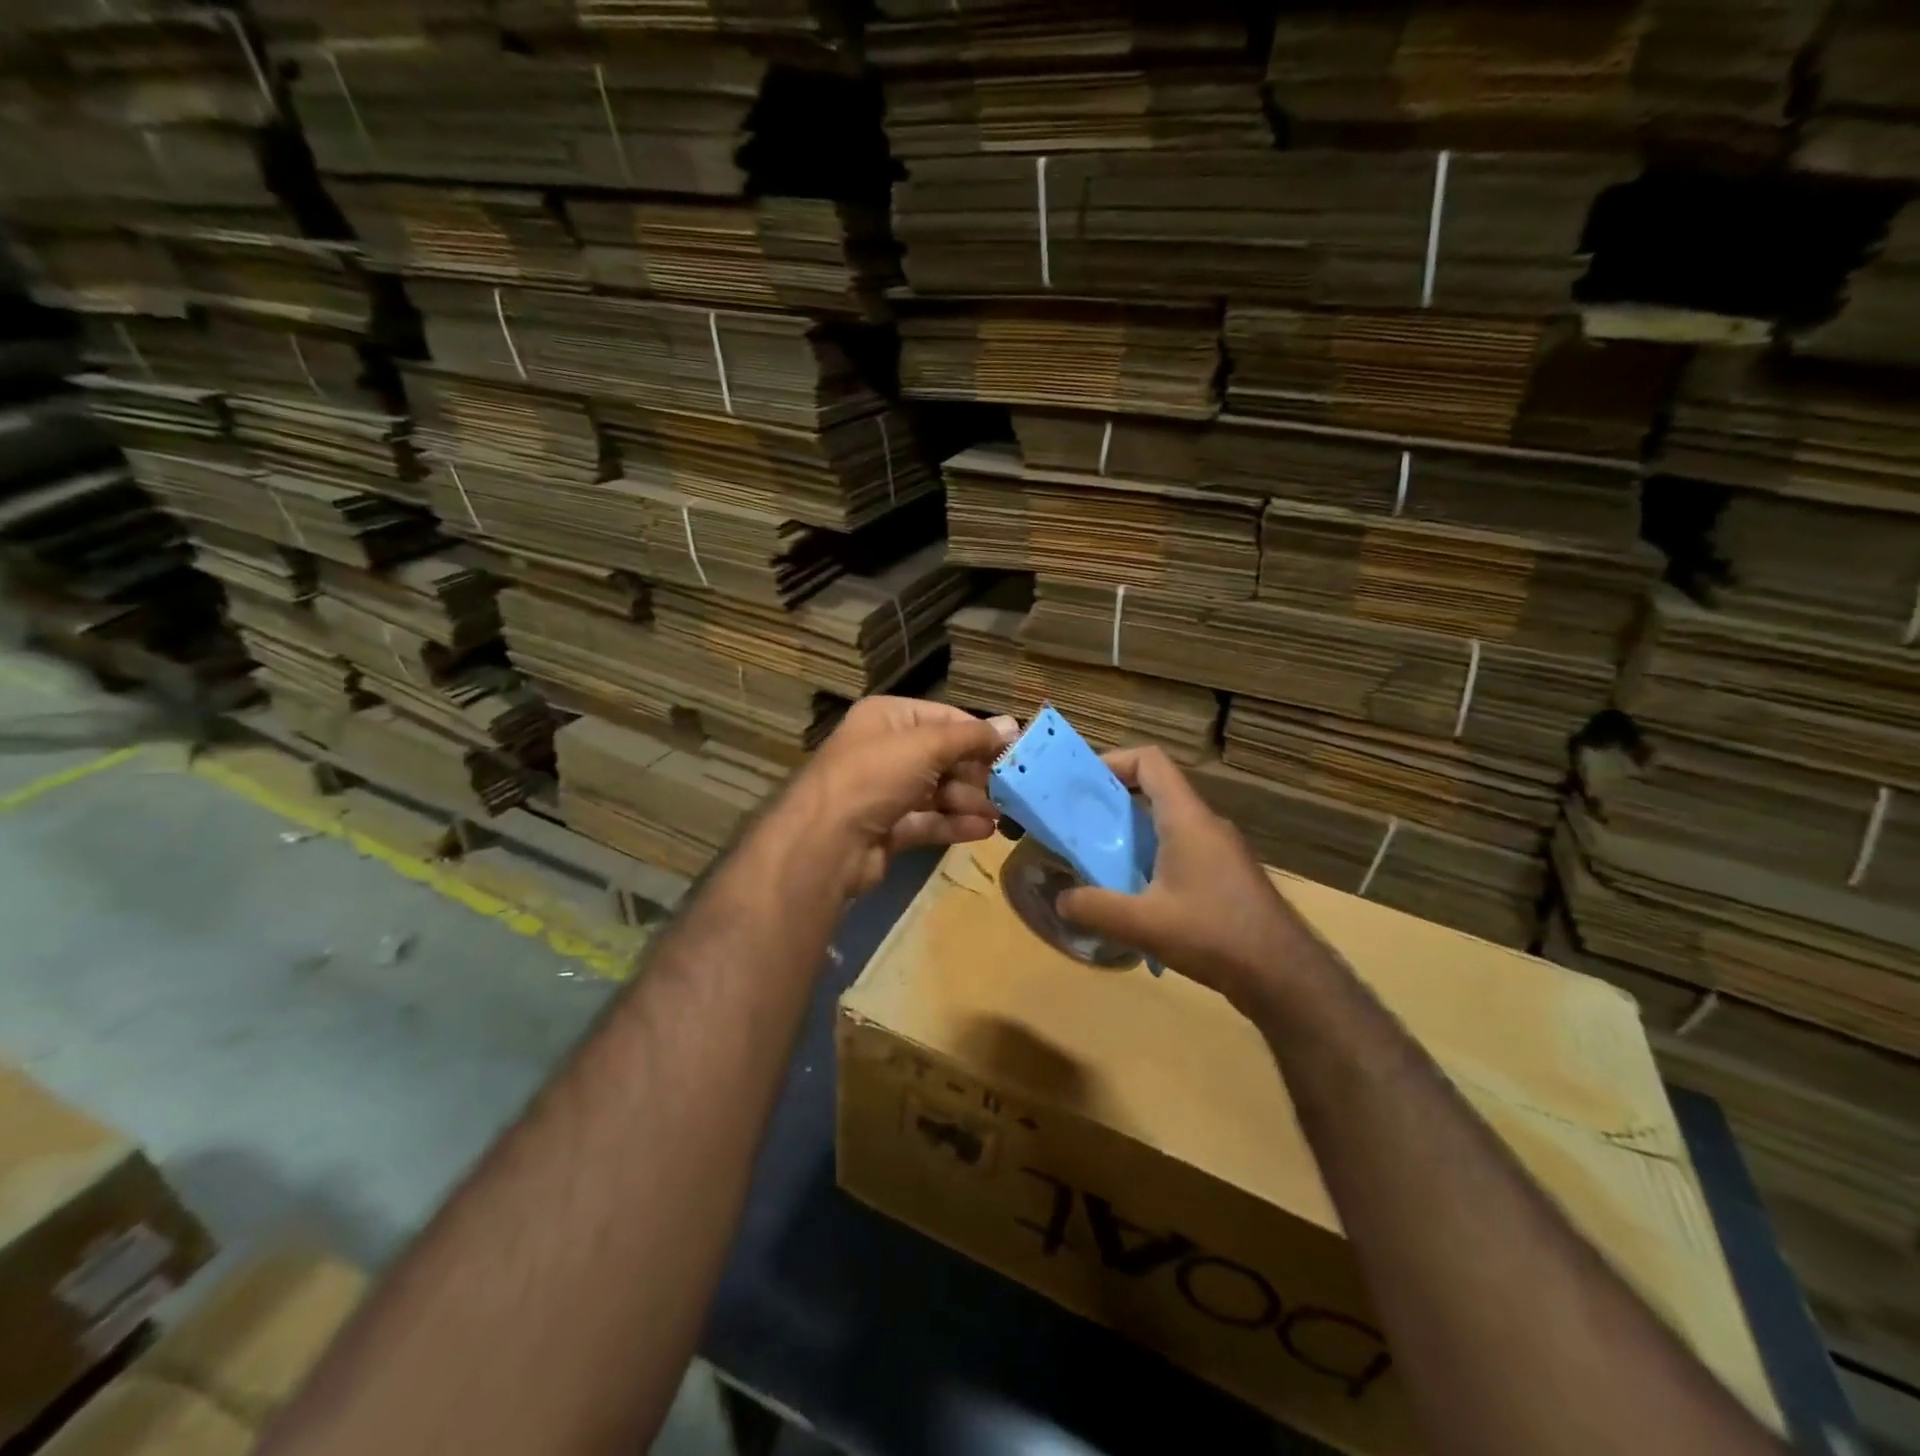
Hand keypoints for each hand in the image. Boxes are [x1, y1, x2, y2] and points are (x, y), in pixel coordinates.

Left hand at [779, 697, 1018, 897]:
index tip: (1014, 751)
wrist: (825, 844)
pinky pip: (927, 820)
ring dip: (970, 801)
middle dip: (976, 772)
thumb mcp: (927, 746)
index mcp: (887, 719)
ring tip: (1002, 814)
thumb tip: (1012, 724)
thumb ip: (971, 737)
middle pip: (942, 756)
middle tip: (1012, 787)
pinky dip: (954, 824)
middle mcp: (883, 750)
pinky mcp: (886, 828)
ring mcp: (883, 792)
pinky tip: (983, 830)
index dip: (979, 734)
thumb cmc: (875, 777)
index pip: (943, 718)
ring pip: (937, 791)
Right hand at [1057, 746, 1320, 1010]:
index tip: (1082, 785)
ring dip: (1131, 835)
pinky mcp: (1227, 877)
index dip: (1113, 761)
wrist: (1284, 975)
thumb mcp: (1143, 924)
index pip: (1150, 761)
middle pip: (1156, 791)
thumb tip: (1060, 900)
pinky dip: (1152, 859)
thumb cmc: (1214, 934)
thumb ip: (1095, 908)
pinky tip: (1137, 897)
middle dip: (1113, 803)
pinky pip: (1182, 851)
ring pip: (1168, 824)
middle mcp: (1206, 825)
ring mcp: (1221, 851)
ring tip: (1098, 862)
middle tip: (1079, 827)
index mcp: (1187, 819)